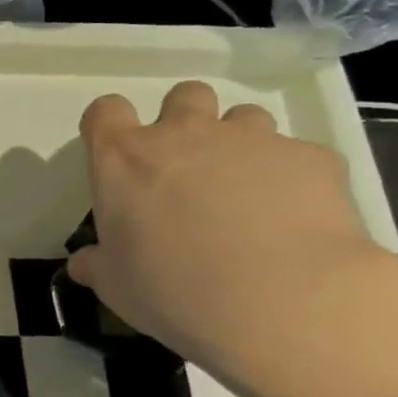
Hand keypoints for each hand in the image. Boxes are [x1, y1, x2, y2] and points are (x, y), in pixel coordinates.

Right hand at [68, 81, 389, 379]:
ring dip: (240, 144)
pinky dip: (292, 178)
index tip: (116, 155)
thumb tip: (85, 263)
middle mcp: (184, 135)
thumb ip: (98, 264)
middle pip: (183, 96)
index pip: (105, 112)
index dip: (109, 126)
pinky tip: (295, 220)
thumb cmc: (172, 289)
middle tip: (188, 169)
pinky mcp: (312, 158)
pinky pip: (298, 156)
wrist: (280, 300)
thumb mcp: (115, 285)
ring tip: (247, 191)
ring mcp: (251, 140)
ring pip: (244, 117)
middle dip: (185, 121)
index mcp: (124, 159)